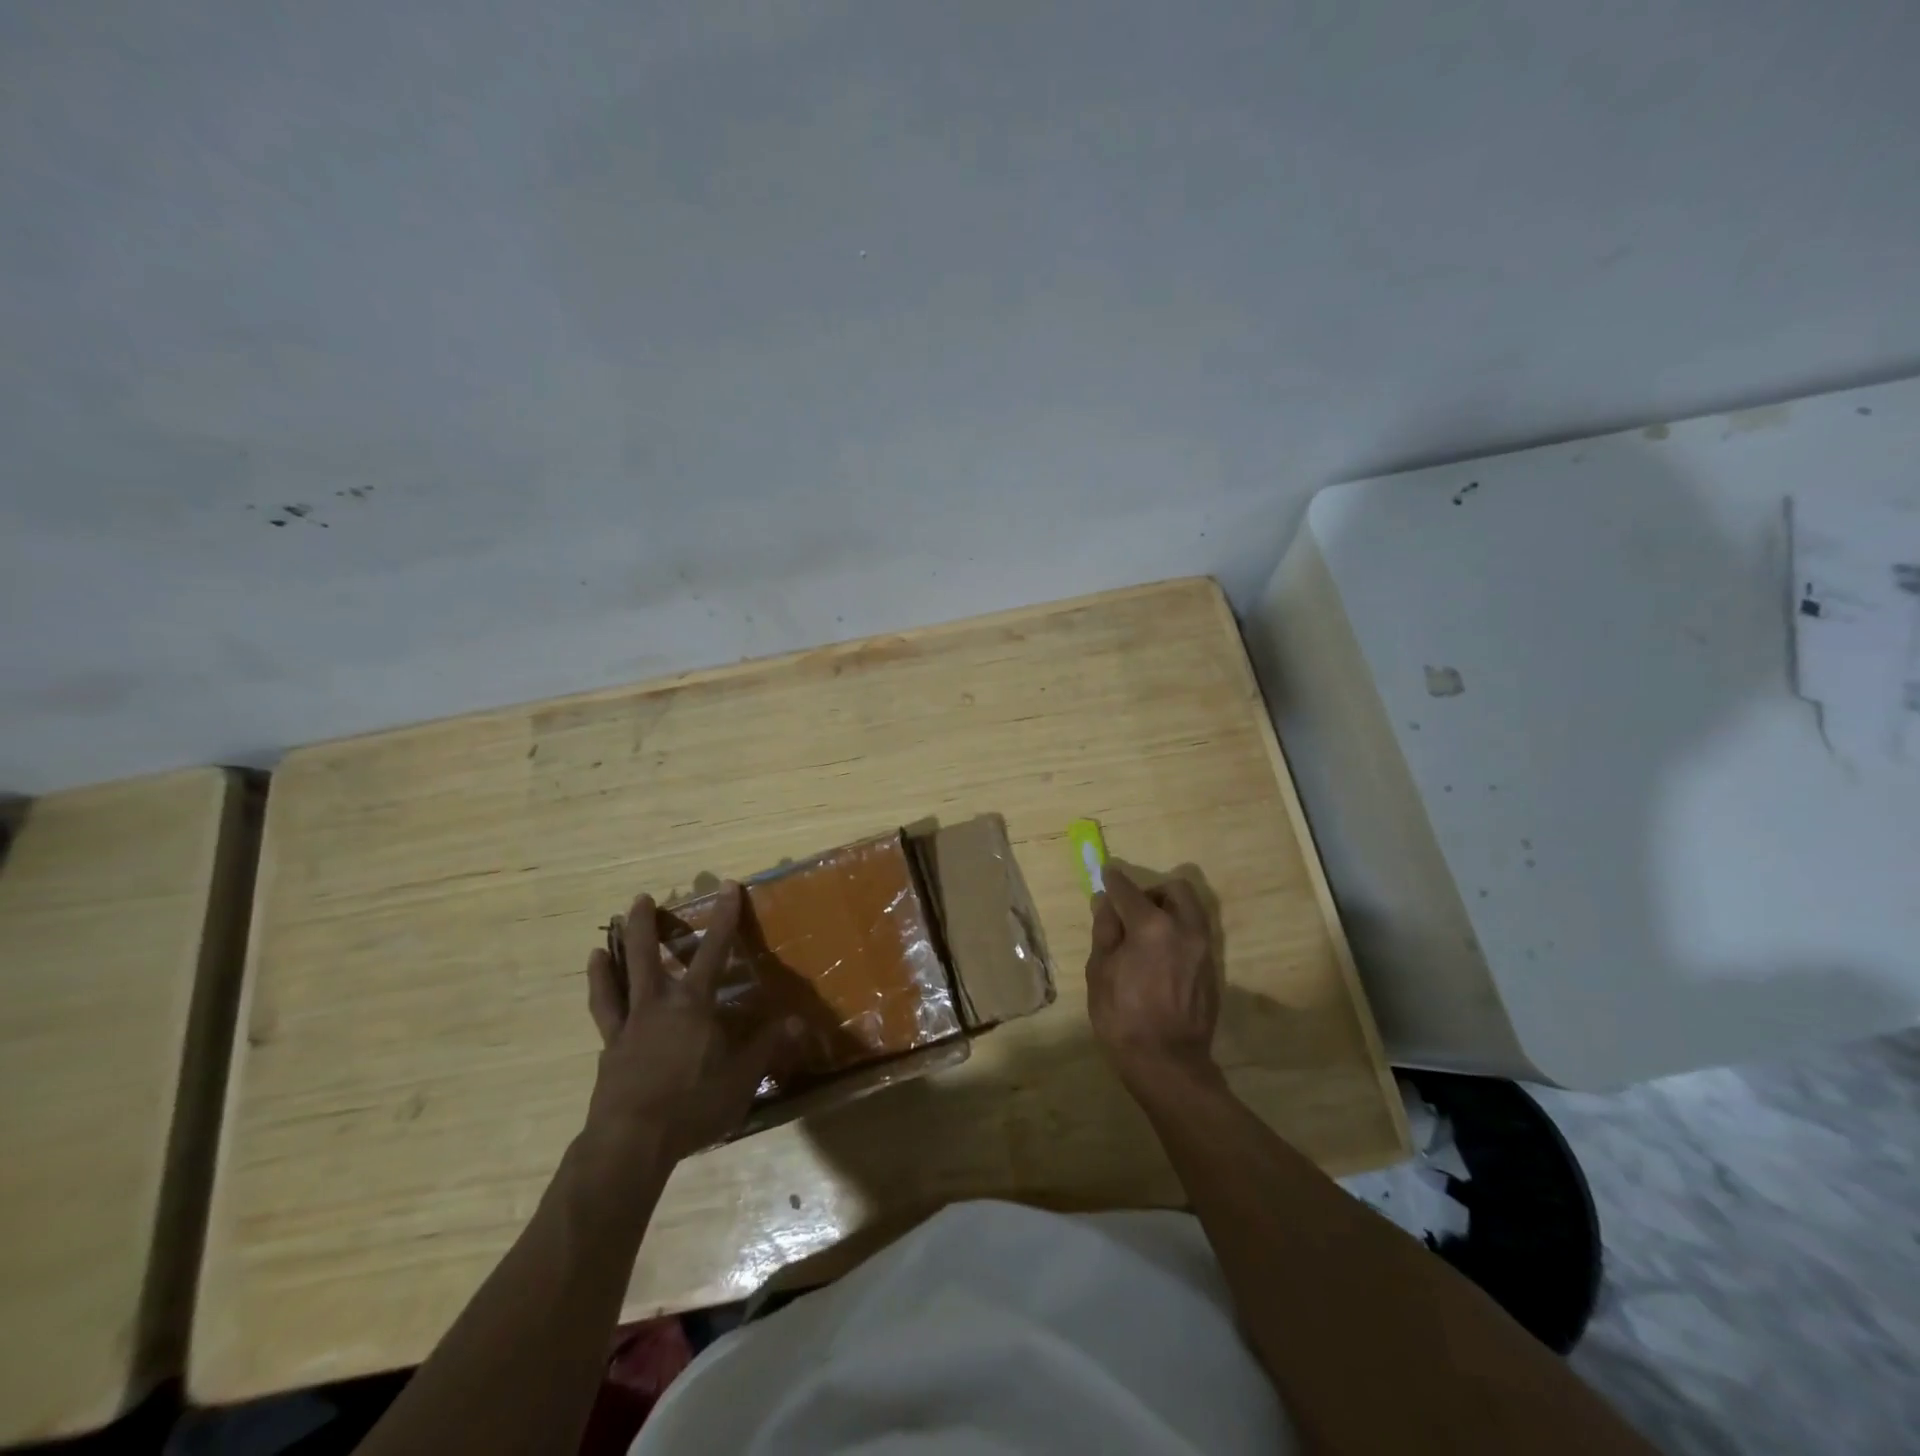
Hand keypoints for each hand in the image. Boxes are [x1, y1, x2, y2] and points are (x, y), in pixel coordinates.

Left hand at [581, 883, 790, 1173]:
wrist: (631, 1143)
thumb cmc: (692, 1105)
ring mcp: (628, 1027)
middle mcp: (657, 1005)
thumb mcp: (741, 1078)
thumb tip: (798, 1021)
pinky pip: (603, 1016)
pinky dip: (599, 996)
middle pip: (645, 955)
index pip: (714, 951)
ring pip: (615, 982)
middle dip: (643, 925)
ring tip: (600, 942)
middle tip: (639, 899)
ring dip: (609, 958)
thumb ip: (768, 1046)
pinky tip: (598, 991)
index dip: (724, 917)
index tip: (727, 887)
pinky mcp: (609, 1052)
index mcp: (693, 1005)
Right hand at [1086, 865, 1221, 1084]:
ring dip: (1169, 911)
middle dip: (1152, 892)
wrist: (1167, 1064)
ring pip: (1191, 910)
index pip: (1128, 890)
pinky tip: (1161, 957)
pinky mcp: (1213, 968)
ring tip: (1147, 934)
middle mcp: (1185, 929)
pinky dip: (1178, 932)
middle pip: (1174, 890)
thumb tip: (1106, 903)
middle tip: (1132, 911)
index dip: (1114, 881)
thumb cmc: (1123, 1018)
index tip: (1106, 875)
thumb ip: (1105, 931)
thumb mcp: (1100, 971)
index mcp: (1152, 926)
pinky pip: (1196, 934)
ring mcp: (1204, 948)